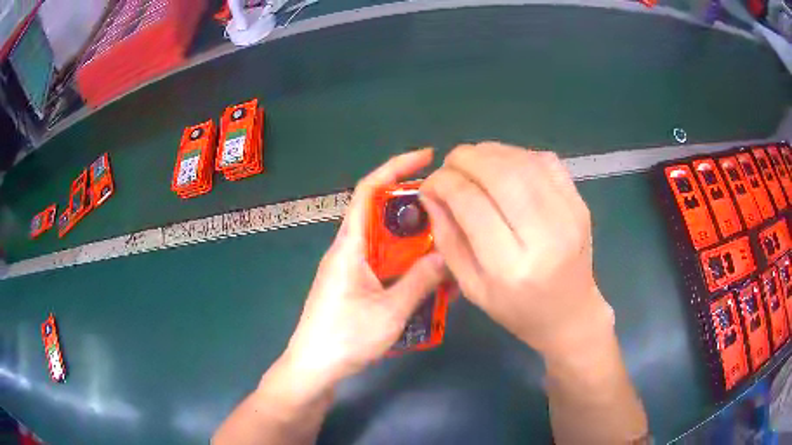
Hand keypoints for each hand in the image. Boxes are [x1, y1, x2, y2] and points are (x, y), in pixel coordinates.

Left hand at [282, 149, 447, 390]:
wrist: (314, 369)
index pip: (370, 190)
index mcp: (350, 245)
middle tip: (450, 212)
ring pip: (388, 243)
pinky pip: (386, 265)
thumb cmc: (344, 339)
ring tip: (448, 249)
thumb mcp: (390, 312)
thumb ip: (421, 281)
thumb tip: (449, 255)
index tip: (427, 157)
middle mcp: (349, 249)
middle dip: (416, 208)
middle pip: (383, 214)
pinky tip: (431, 282)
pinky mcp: (356, 286)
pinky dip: (409, 266)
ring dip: (416, 243)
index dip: (396, 167)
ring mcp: (352, 269)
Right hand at [420, 142, 613, 356]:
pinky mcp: (580, 203)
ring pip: (522, 161)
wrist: (570, 312)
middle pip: (500, 173)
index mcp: (510, 267)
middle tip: (449, 165)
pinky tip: (505, 167)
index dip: (443, 183)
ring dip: (489, 152)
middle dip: (465, 159)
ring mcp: (568, 215)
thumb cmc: (517, 309)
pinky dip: (517, 154)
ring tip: (473, 163)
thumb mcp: (471, 287)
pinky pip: (545, 160)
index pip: (470, 202)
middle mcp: (544, 236)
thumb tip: (431, 193)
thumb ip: (448, 238)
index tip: (430, 184)